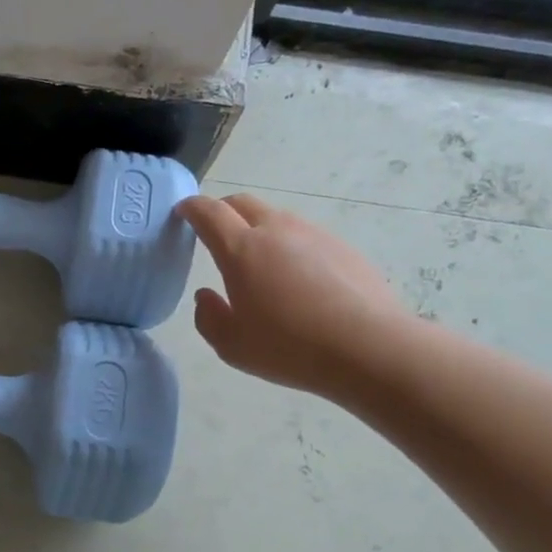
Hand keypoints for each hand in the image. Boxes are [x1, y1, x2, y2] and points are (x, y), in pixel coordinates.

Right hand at [177, 193, 410, 398]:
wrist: (369, 348)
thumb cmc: (289, 347)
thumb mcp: (232, 345)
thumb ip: (209, 317)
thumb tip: (206, 296)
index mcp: (241, 250)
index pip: (209, 213)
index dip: (192, 208)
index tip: (182, 211)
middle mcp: (276, 231)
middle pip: (242, 203)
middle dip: (222, 210)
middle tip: (214, 232)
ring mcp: (313, 234)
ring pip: (276, 217)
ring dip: (258, 228)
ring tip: (258, 261)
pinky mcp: (342, 247)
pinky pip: (304, 236)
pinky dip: (289, 245)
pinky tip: (297, 279)